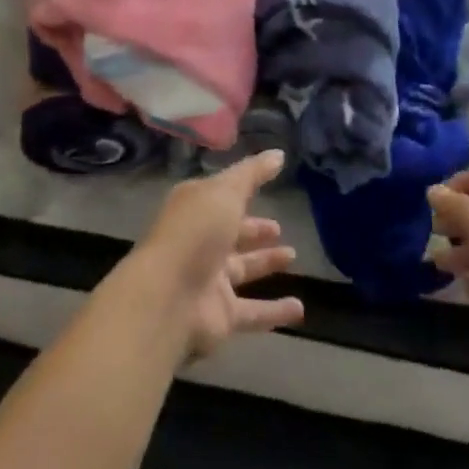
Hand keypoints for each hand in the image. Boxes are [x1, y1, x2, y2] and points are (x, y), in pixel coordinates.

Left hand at [128, 150, 304, 358]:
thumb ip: (253, 174)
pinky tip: (299, 309)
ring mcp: (209, 279)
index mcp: (196, 207)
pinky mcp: (221, 315)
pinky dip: (274, 311)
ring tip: (292, 256)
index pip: (222, 195)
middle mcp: (201, 241)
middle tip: (278, 228)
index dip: (243, 190)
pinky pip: (253, 312)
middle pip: (231, 233)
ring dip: (265, 263)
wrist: (168, 298)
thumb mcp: (226, 191)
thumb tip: (278, 154)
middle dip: (254, 229)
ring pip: (242, 268)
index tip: (268, 184)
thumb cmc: (196, 232)